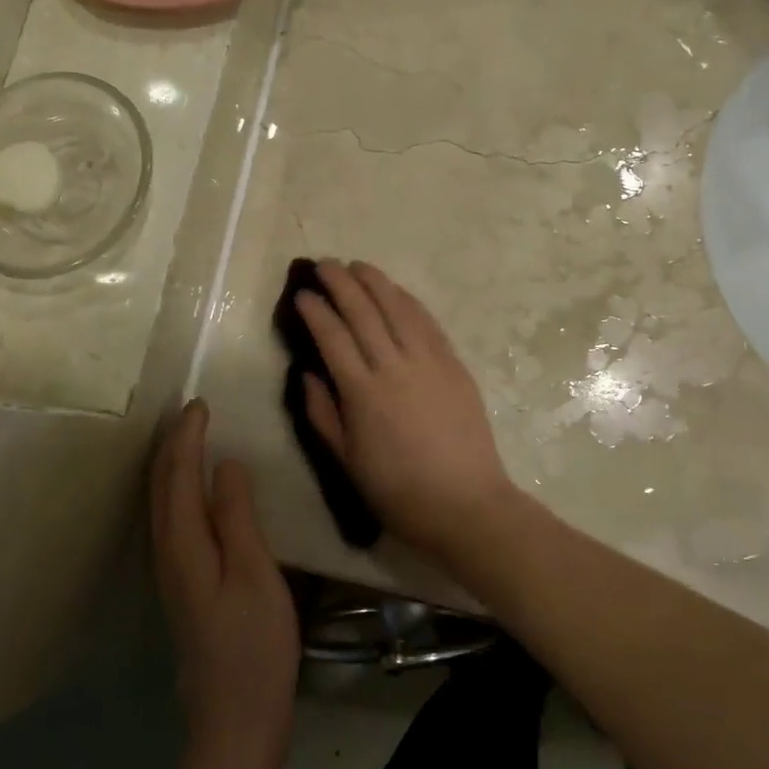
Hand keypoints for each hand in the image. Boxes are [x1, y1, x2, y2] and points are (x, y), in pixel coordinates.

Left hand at [151, 400, 299, 768]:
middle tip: (192, 411)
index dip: (188, 437)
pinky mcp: (182, 587)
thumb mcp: (255, 574)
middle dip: (172, 445)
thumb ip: (237, 516)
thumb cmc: (254, 646)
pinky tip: (193, 492)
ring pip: (162, 504)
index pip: (180, 476)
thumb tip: (224, 464)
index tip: (200, 403)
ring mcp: (171, 574)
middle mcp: (167, 554)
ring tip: (188, 438)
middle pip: (161, 488)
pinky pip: (171, 520)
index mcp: (185, 545)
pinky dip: (177, 491)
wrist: (235, 723)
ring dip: (171, 465)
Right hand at [295, 260, 522, 563]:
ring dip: (376, 282)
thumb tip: (307, 373)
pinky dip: (409, 301)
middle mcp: (394, 367)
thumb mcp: (347, 461)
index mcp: (363, 393)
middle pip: (364, 313)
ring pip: (398, 308)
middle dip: (341, 284)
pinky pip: (428, 322)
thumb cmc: (399, 491)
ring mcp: (429, 361)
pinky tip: (397, 291)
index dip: (315, 311)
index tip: (302, 294)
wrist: (466, 504)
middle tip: (325, 264)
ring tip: (358, 265)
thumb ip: (323, 414)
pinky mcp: (454, 364)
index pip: (333, 338)